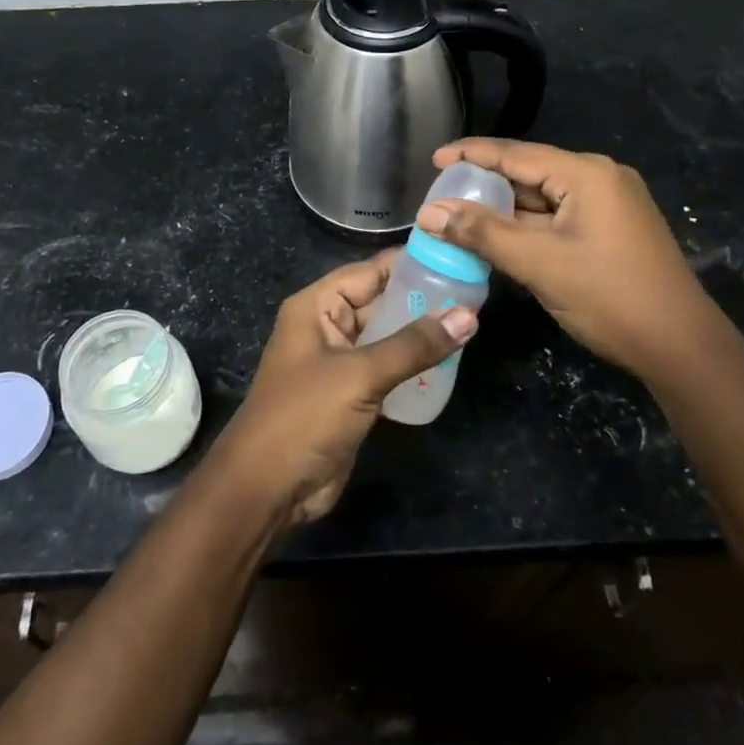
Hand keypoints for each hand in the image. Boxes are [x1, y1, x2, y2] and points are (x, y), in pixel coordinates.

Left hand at [211, 252, 476, 527]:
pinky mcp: (351, 395)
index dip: (411, 263)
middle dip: (423, 298)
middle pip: (380, 301)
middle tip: (476, 293)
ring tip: (472, 322)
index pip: (369, 271)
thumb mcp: (360, 375)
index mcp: (317, 307)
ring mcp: (339, 362)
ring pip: (387, 336)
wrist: (268, 489)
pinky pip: (387, 368)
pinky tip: (450, 362)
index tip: (457, 255)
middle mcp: (327, 327)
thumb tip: (469, 315)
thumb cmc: (304, 417)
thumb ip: (413, 345)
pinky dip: (414, 365)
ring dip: (421, 333)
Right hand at [419, 139, 718, 380]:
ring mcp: (609, 205)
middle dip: (485, 186)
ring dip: (504, 210)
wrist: (680, 346)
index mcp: (587, 174)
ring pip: (542, 199)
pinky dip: (527, 227)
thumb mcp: (538, 263)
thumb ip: (482, 233)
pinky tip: (498, 239)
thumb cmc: (609, 296)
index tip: (433, 159)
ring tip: (459, 218)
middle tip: (441, 198)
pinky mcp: (611, 230)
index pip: (515, 154)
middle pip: (529, 173)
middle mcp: (600, 179)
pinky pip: (558, 218)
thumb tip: (428, 213)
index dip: (470, 155)